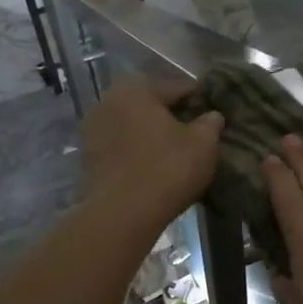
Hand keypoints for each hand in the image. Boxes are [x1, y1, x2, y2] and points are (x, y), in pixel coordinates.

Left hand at [80, 79, 223, 235]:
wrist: (122, 215)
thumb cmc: (167, 168)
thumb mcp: (203, 144)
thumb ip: (210, 123)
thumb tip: (212, 115)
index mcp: (135, 89)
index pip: (177, 88)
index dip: (199, 100)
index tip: (214, 114)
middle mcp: (108, 102)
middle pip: (150, 106)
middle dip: (171, 117)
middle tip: (195, 134)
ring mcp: (92, 131)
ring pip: (133, 127)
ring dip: (152, 135)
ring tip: (175, 153)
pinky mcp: (88, 159)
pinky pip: (121, 148)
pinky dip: (137, 153)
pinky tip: (154, 167)